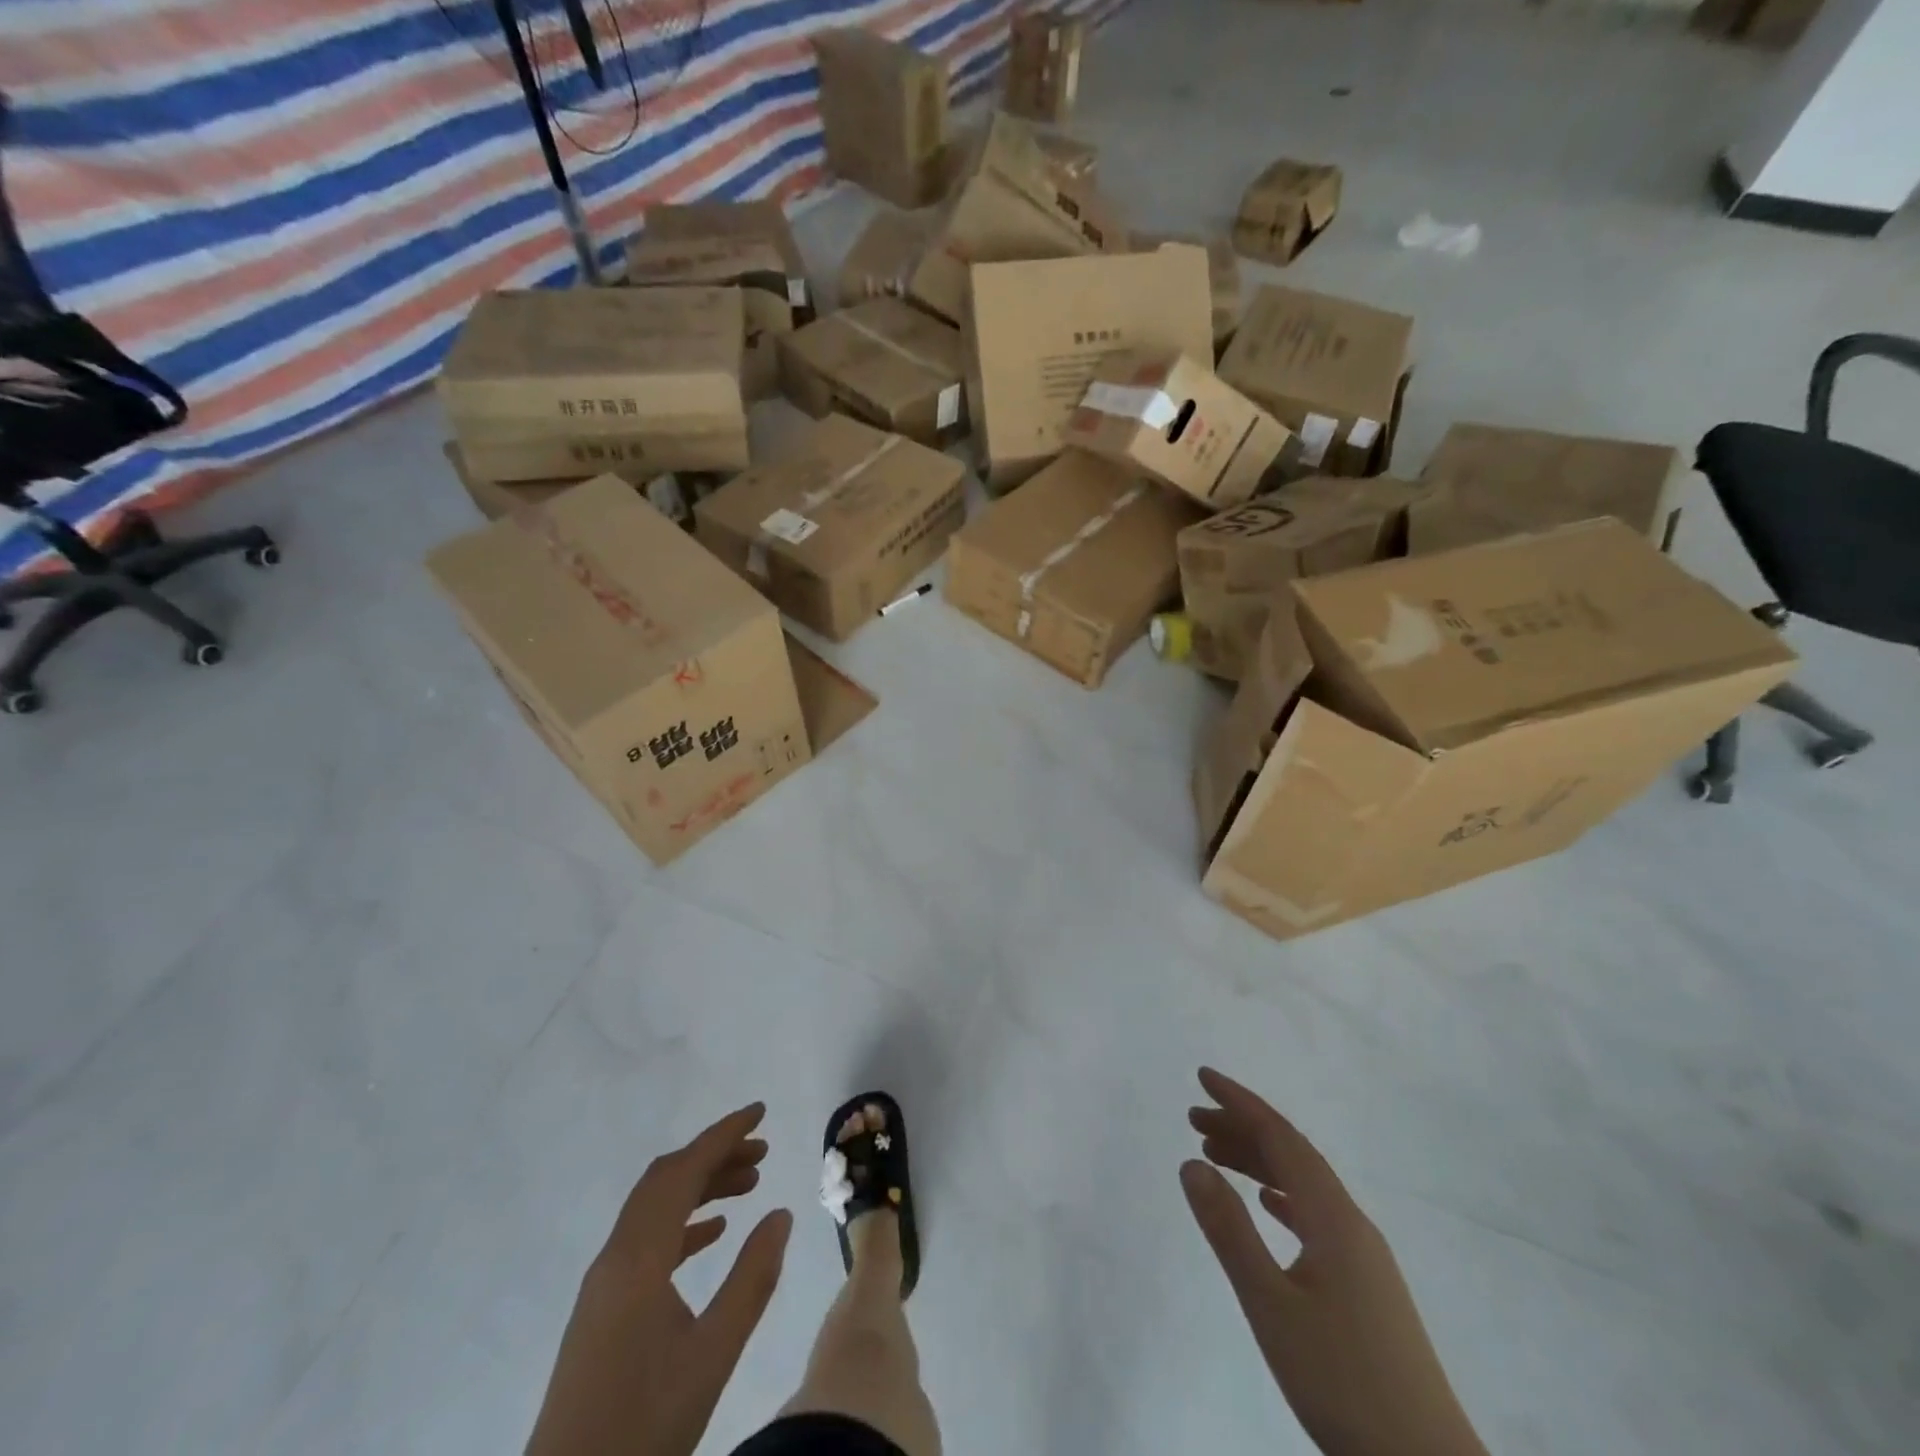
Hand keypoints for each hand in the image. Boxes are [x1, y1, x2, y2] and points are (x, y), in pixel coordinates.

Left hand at [526, 1104, 793, 1455]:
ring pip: (656, 1207)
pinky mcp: (603, 1307)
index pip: (684, 1171)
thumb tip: (781, 1214)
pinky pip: (647, 1239)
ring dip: (700, 1186)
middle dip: (715, 1155)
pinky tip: (713, 1234)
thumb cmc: (643, 1425)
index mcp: (639, 1257)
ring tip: (749, 1185)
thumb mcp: (713, 1353)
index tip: (760, 1112)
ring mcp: (605, 1282)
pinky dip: (683, 1222)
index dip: (723, 1135)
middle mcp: (616, 1256)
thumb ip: (752, 1278)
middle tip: (762, 1152)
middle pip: (667, 1180)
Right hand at [1181, 1068, 1486, 1455]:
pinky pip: (1315, 1215)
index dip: (1240, 1102)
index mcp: (1334, 1218)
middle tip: (1193, 1119)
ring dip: (1259, 1162)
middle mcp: (1352, 1223)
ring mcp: (1363, 1256)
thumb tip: (1191, 1163)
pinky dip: (1282, 1196)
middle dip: (1242, 1128)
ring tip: (1214, 1156)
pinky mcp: (1366, 1286)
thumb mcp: (1271, 1305)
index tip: (1202, 1077)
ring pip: (1304, 1186)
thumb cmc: (1343, 1381)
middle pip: (1292, 1155)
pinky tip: (1268, 1204)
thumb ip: (1230, 1230)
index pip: (1281, 1138)